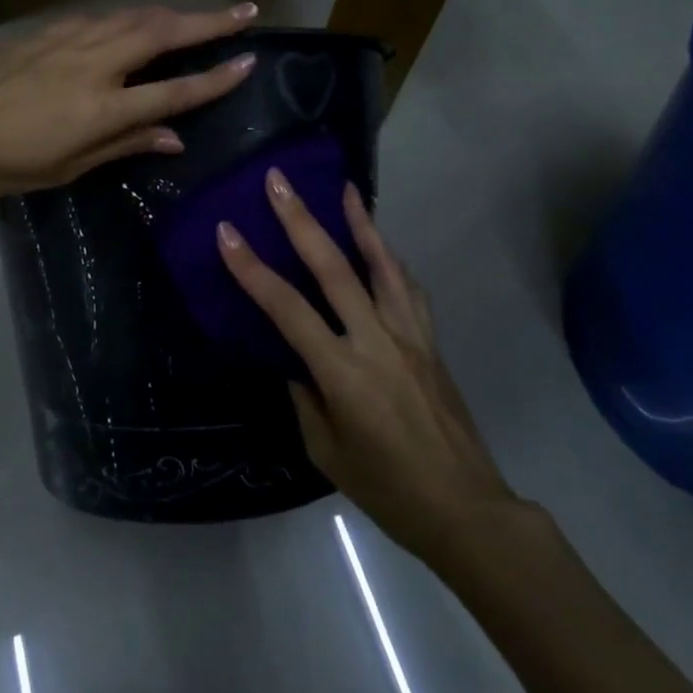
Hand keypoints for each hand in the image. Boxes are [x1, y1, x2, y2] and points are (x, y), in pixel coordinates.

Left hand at [0, 4, 259, 198]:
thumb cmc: (7, 162)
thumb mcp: (69, 167)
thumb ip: (125, 144)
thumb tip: (174, 137)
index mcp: (102, 108)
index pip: (174, 90)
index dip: (215, 78)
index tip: (248, 61)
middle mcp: (95, 64)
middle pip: (163, 34)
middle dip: (209, 21)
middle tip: (245, 10)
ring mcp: (70, 41)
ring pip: (134, 17)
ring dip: (173, 14)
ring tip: (199, 16)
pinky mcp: (49, 32)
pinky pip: (102, 19)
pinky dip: (130, 19)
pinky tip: (135, 24)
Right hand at [216, 173, 522, 566]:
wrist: (465, 510)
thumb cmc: (387, 490)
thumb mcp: (327, 452)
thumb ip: (306, 398)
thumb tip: (299, 363)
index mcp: (342, 372)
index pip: (287, 309)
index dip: (252, 269)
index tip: (227, 233)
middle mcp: (375, 341)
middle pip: (333, 268)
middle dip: (300, 221)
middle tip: (279, 182)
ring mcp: (409, 336)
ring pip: (382, 265)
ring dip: (360, 223)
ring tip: (344, 188)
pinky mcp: (430, 341)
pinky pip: (408, 289)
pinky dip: (391, 260)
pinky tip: (381, 245)